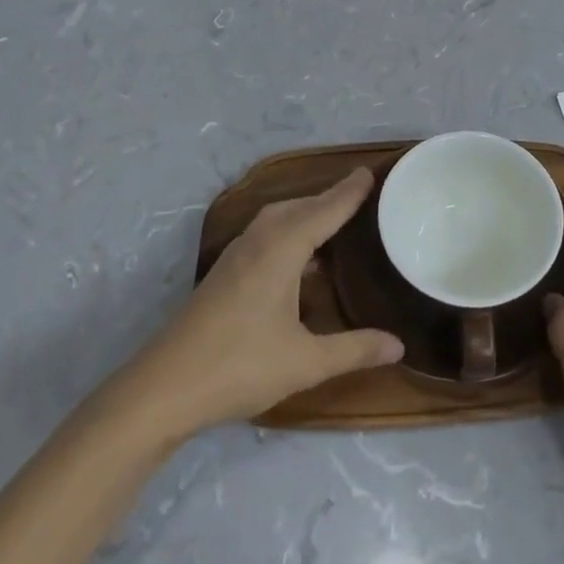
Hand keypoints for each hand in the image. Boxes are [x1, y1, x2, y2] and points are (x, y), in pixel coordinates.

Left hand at [110, 170, 402, 442]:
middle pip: (298, 207)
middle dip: (328, 198)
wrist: (162, 390)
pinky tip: (297, 260)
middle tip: (357, 195)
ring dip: (305, 213)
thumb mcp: (305, 362)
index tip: (370, 172)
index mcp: (281, 250)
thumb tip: (400, 345)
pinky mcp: (223, 275)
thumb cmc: (239, 367)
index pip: (323, 211)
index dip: (348, 193)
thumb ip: (354, 350)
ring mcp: (236, 258)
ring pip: (276, 220)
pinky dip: (288, 231)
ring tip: (331, 222)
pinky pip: (264, 235)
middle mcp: (258, 243)